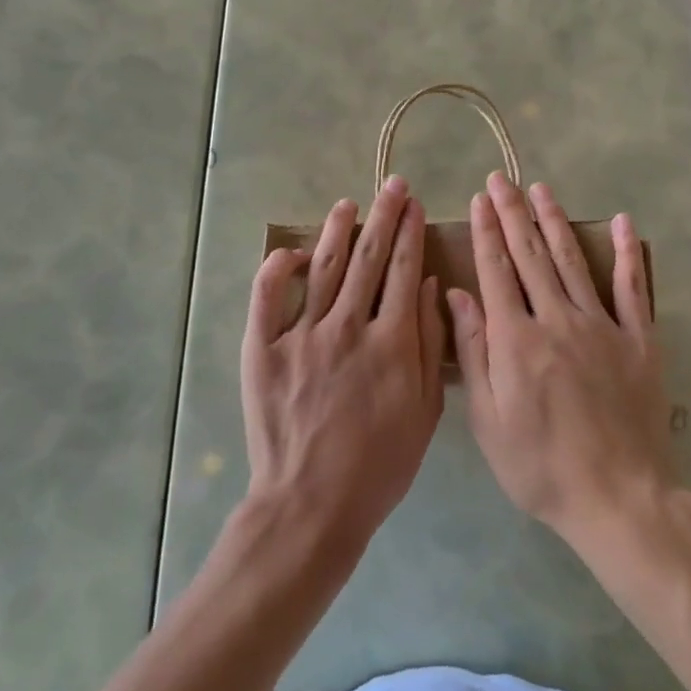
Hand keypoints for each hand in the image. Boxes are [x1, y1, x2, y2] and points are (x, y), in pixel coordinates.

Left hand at [241, 176, 445, 546]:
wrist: (311, 504)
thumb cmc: (379, 464)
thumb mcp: (424, 411)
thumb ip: (427, 343)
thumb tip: (426, 285)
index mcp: (390, 342)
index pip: (402, 271)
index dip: (409, 233)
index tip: (413, 205)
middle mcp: (348, 327)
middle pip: (369, 259)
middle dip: (383, 217)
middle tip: (392, 186)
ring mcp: (302, 335)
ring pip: (325, 268)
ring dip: (338, 231)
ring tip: (349, 204)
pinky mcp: (264, 349)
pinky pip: (268, 298)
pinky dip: (278, 269)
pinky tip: (293, 251)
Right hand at [451, 174, 673, 541]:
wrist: (618, 499)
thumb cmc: (541, 467)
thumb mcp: (489, 421)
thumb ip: (474, 353)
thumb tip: (457, 295)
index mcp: (516, 340)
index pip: (497, 271)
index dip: (486, 232)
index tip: (479, 199)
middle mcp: (557, 319)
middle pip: (530, 255)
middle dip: (513, 213)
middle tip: (502, 179)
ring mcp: (602, 326)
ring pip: (572, 260)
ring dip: (554, 221)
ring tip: (541, 189)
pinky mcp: (638, 339)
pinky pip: (631, 288)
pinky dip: (627, 253)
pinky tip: (622, 222)